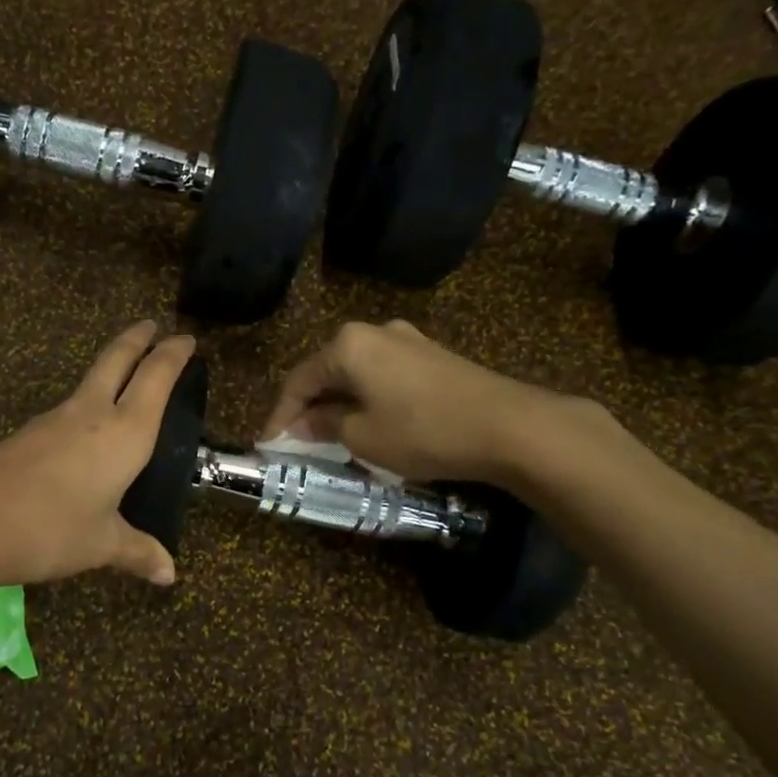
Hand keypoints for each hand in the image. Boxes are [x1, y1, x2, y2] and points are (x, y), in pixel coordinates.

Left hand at [0, 321, 196, 586]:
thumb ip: (137, 551)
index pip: (156, 378)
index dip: (173, 355)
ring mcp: (55, 419)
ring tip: (125, 377)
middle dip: (137, 339)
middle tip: (152, 326)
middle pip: (117, 359)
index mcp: (125, 432)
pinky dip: (88, 404)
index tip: (186, 339)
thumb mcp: (101, 544)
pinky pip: (69, 409)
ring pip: (90, 380)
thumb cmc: (51, 528)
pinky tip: (86, 430)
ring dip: (112, 368)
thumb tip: (168, 574)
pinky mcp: (28, 433)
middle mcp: (92, 413)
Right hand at [261, 320, 591, 485]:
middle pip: (327, 370)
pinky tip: (369, 421)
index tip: (269, 444)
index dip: (280, 415)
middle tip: (296, 439)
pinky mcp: (433, 356)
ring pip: (357, 373)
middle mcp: (375, 332)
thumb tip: (304, 423)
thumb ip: (325, 425)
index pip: (298, 380)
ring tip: (329, 434)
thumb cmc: (422, 430)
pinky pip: (384, 375)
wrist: (508, 426)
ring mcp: (408, 340)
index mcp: (348, 345)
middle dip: (309, 406)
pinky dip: (367, 398)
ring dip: (339, 402)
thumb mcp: (362, 436)